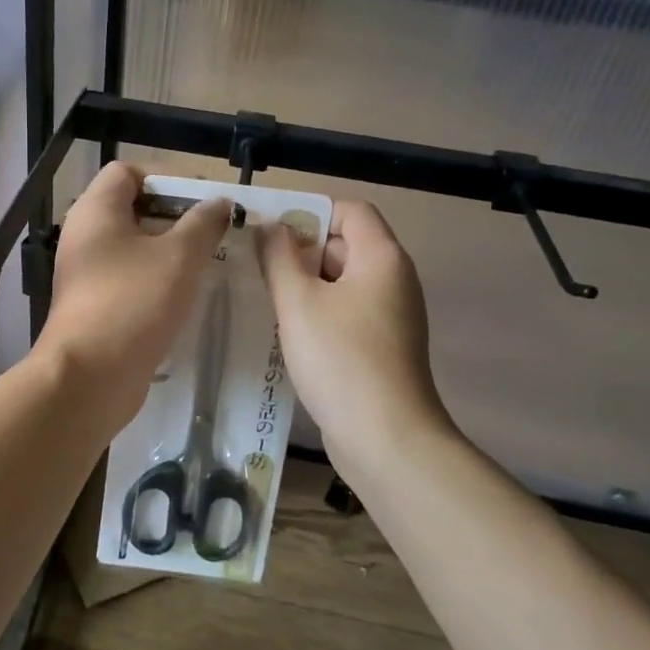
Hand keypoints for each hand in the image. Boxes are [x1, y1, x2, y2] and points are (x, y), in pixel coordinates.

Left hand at [35, 163, 231, 426]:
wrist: (90, 377)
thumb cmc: (133, 302)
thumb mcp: (179, 256)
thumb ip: (203, 223)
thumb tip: (218, 203)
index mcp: (96, 210)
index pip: (128, 172)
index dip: (167, 180)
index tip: (202, 204)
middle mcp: (85, 236)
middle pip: (133, 210)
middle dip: (176, 219)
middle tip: (214, 235)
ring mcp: (86, 273)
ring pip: (134, 249)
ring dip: (170, 254)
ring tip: (207, 265)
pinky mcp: (94, 306)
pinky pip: (130, 280)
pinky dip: (156, 283)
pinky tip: (186, 298)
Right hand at [257, 199, 453, 466]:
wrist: (386, 439)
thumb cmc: (340, 359)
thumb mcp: (298, 302)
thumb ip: (278, 257)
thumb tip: (271, 226)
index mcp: (382, 258)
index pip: (350, 210)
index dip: (309, 212)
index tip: (270, 233)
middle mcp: (393, 280)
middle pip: (344, 245)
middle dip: (299, 252)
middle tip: (255, 267)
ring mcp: (390, 316)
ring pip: (341, 283)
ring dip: (303, 286)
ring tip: (263, 299)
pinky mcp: (382, 347)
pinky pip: (346, 313)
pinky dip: (317, 314)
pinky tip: (286, 333)